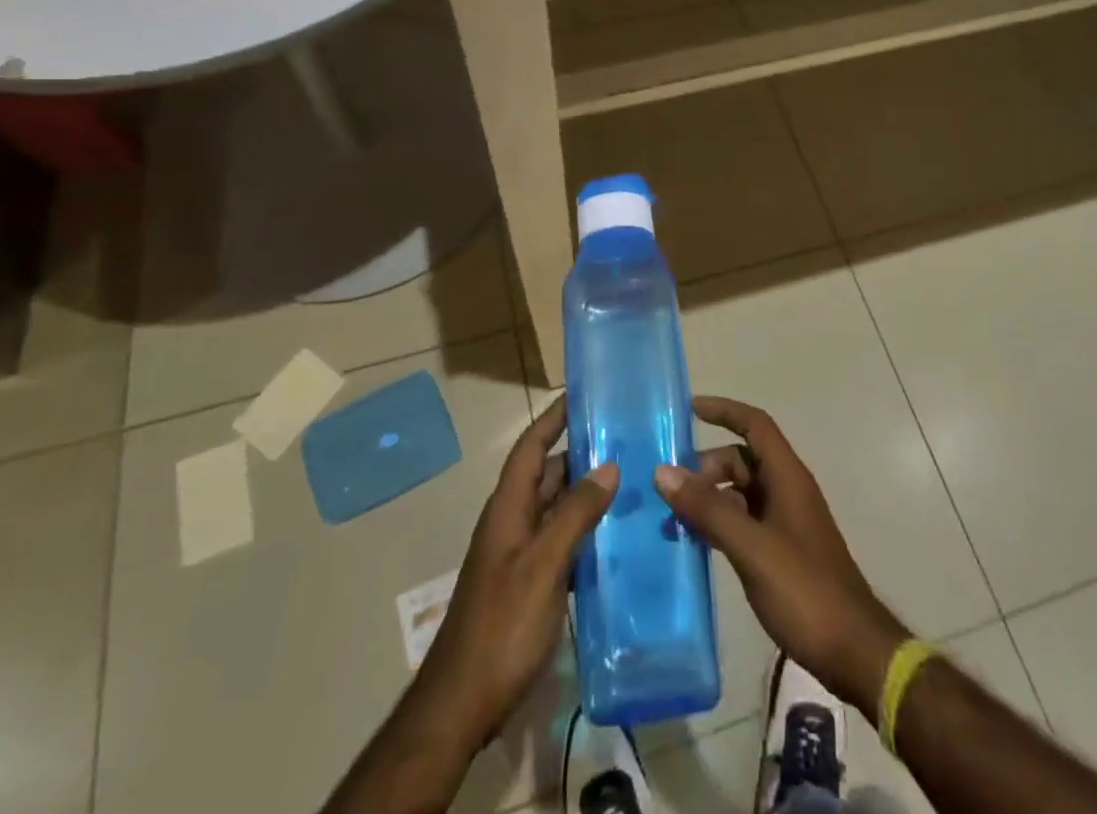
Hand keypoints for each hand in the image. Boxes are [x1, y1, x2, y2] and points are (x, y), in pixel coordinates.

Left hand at [415, 396, 617, 749]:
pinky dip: (587, 531)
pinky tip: (618, 537)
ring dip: (588, 493)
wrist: (463, 703)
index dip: (554, 418)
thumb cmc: (502, 625)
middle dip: (582, 453)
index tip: (584, 394)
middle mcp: (513, 522)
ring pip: (558, 508)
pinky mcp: (532, 583)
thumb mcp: (543, 564)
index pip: (531, 447)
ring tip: (633, 480)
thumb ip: (575, 513)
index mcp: (508, 508)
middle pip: (548, 474)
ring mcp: (521, 554)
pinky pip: (563, 541)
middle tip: (627, 439)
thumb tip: (608, 466)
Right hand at [654, 396, 909, 714]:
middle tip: (670, 490)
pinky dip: (719, 523)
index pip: (755, 424)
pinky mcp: (781, 551)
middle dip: (705, 467)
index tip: (688, 409)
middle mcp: (787, 490)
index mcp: (787, 477)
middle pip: (742, 459)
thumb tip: (663, 471)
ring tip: (672, 520)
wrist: (854, 652)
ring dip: (708, 498)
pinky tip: (694, 543)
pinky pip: (743, 521)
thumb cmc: (805, 590)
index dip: (724, 411)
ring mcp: (785, 522)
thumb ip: (708, 509)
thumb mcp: (751, 547)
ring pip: (740, 493)